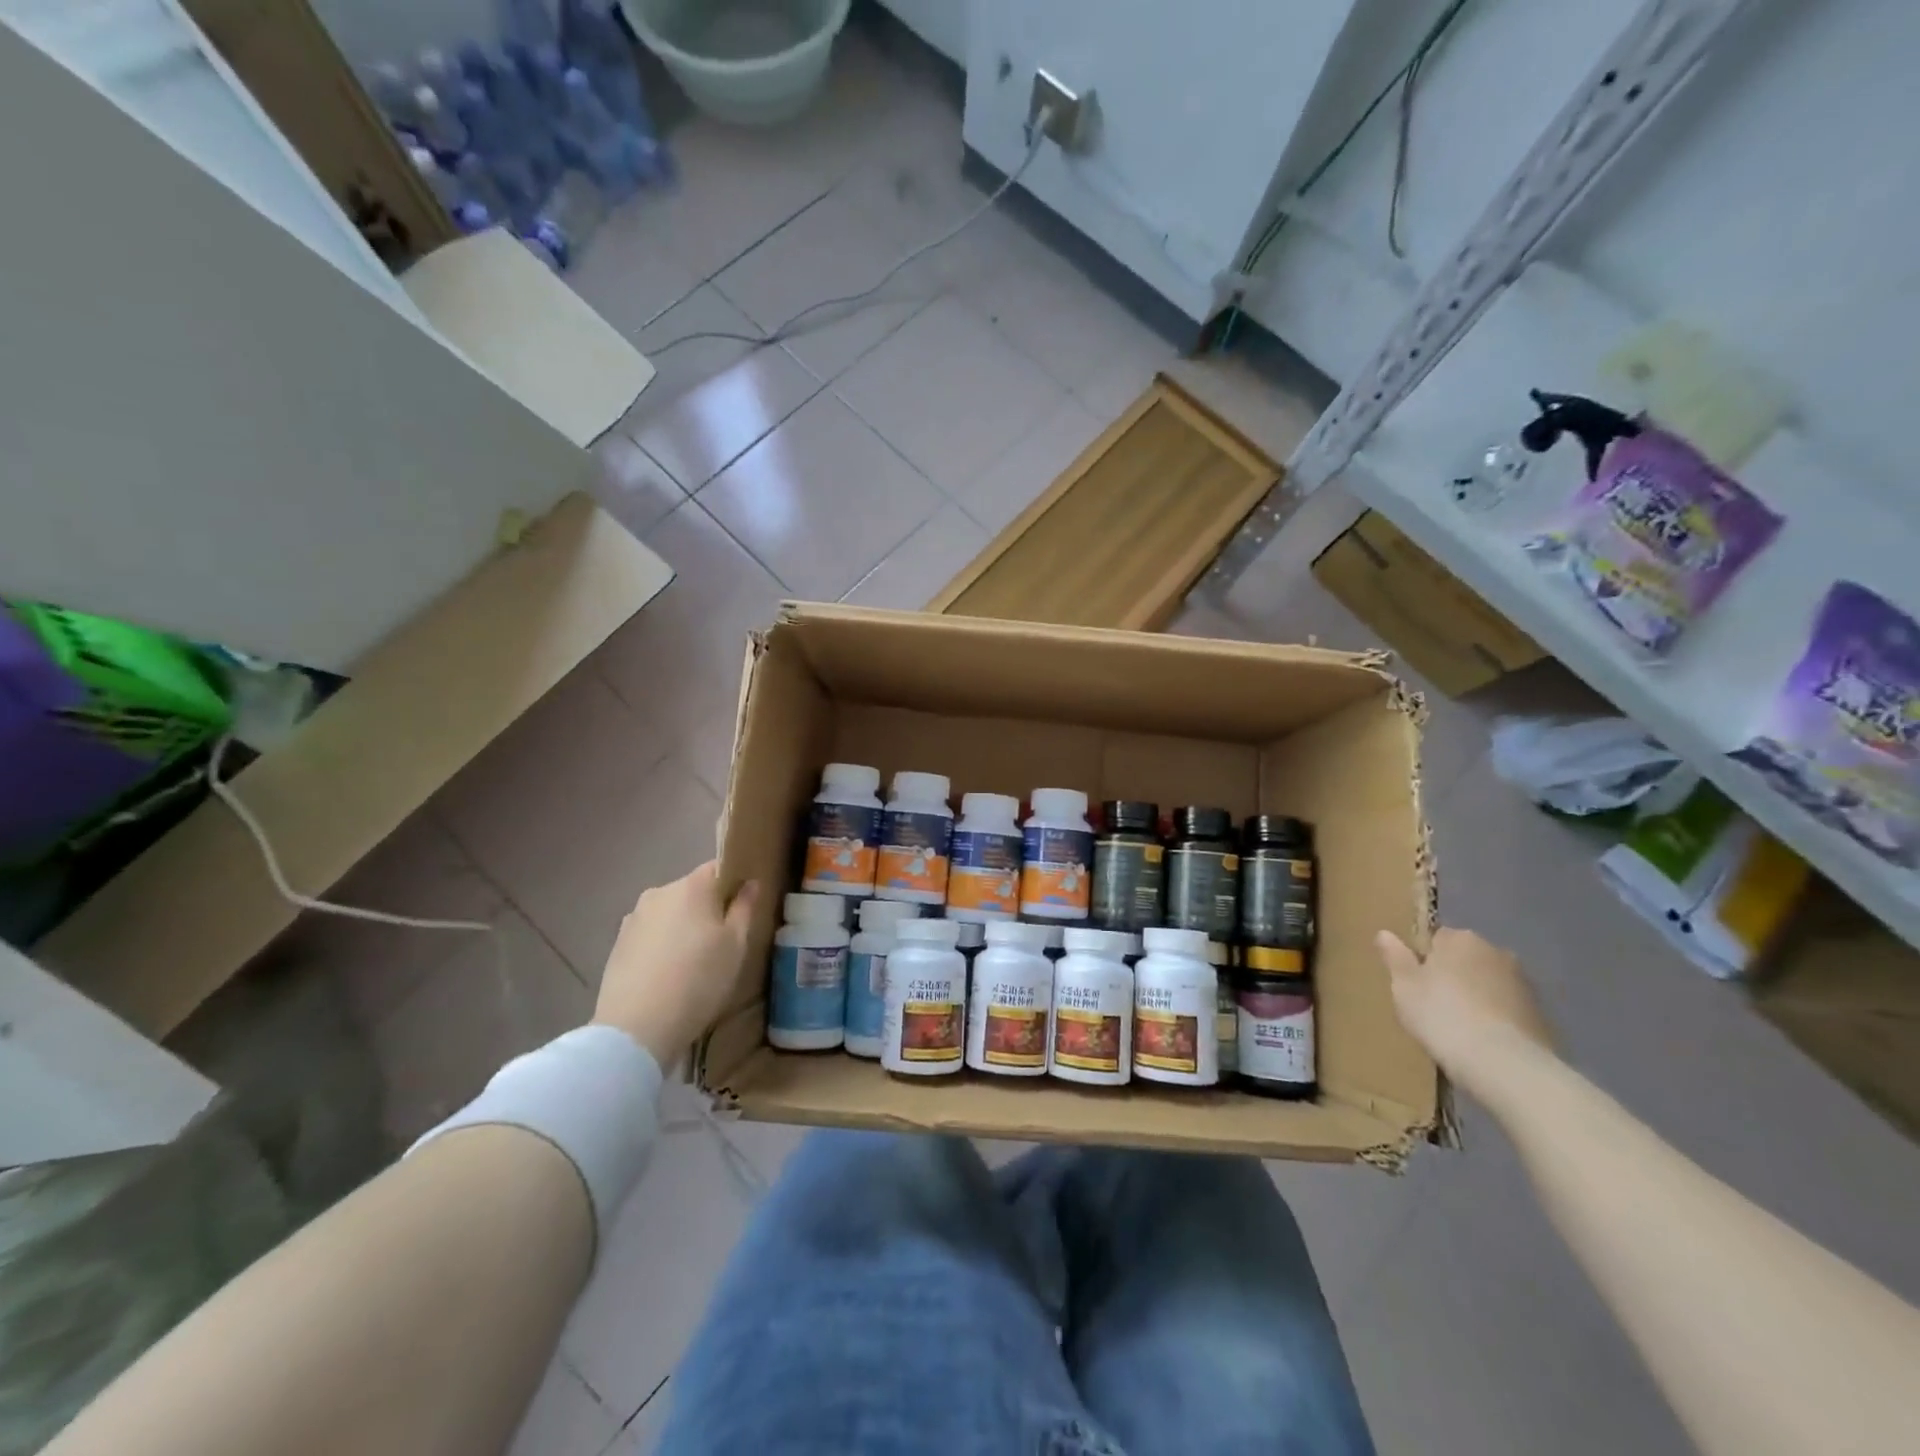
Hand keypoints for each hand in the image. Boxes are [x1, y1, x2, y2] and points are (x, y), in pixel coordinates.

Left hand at [595, 862, 757, 1070]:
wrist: (636, 1028)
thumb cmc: (698, 980)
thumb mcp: (736, 945)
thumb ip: (744, 908)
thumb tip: (749, 883)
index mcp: (691, 887)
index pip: (718, 868)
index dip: (734, 882)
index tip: (744, 906)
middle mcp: (658, 893)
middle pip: (692, 891)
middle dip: (708, 908)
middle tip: (723, 940)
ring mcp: (633, 919)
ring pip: (669, 913)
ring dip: (683, 927)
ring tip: (694, 961)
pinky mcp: (618, 945)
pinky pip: (650, 935)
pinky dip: (662, 945)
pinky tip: (669, 974)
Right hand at [1376, 927, 1554, 1090]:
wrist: (1503, 1064)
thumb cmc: (1442, 1015)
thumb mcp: (1404, 986)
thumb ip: (1395, 956)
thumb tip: (1384, 933)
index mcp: (1460, 939)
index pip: (1436, 938)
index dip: (1423, 959)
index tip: (1414, 982)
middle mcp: (1496, 952)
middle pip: (1466, 959)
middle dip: (1453, 975)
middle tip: (1433, 1004)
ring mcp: (1524, 984)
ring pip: (1488, 984)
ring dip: (1476, 997)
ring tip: (1459, 1027)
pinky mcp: (1541, 1014)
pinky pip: (1507, 1009)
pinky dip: (1496, 1018)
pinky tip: (1483, 1041)